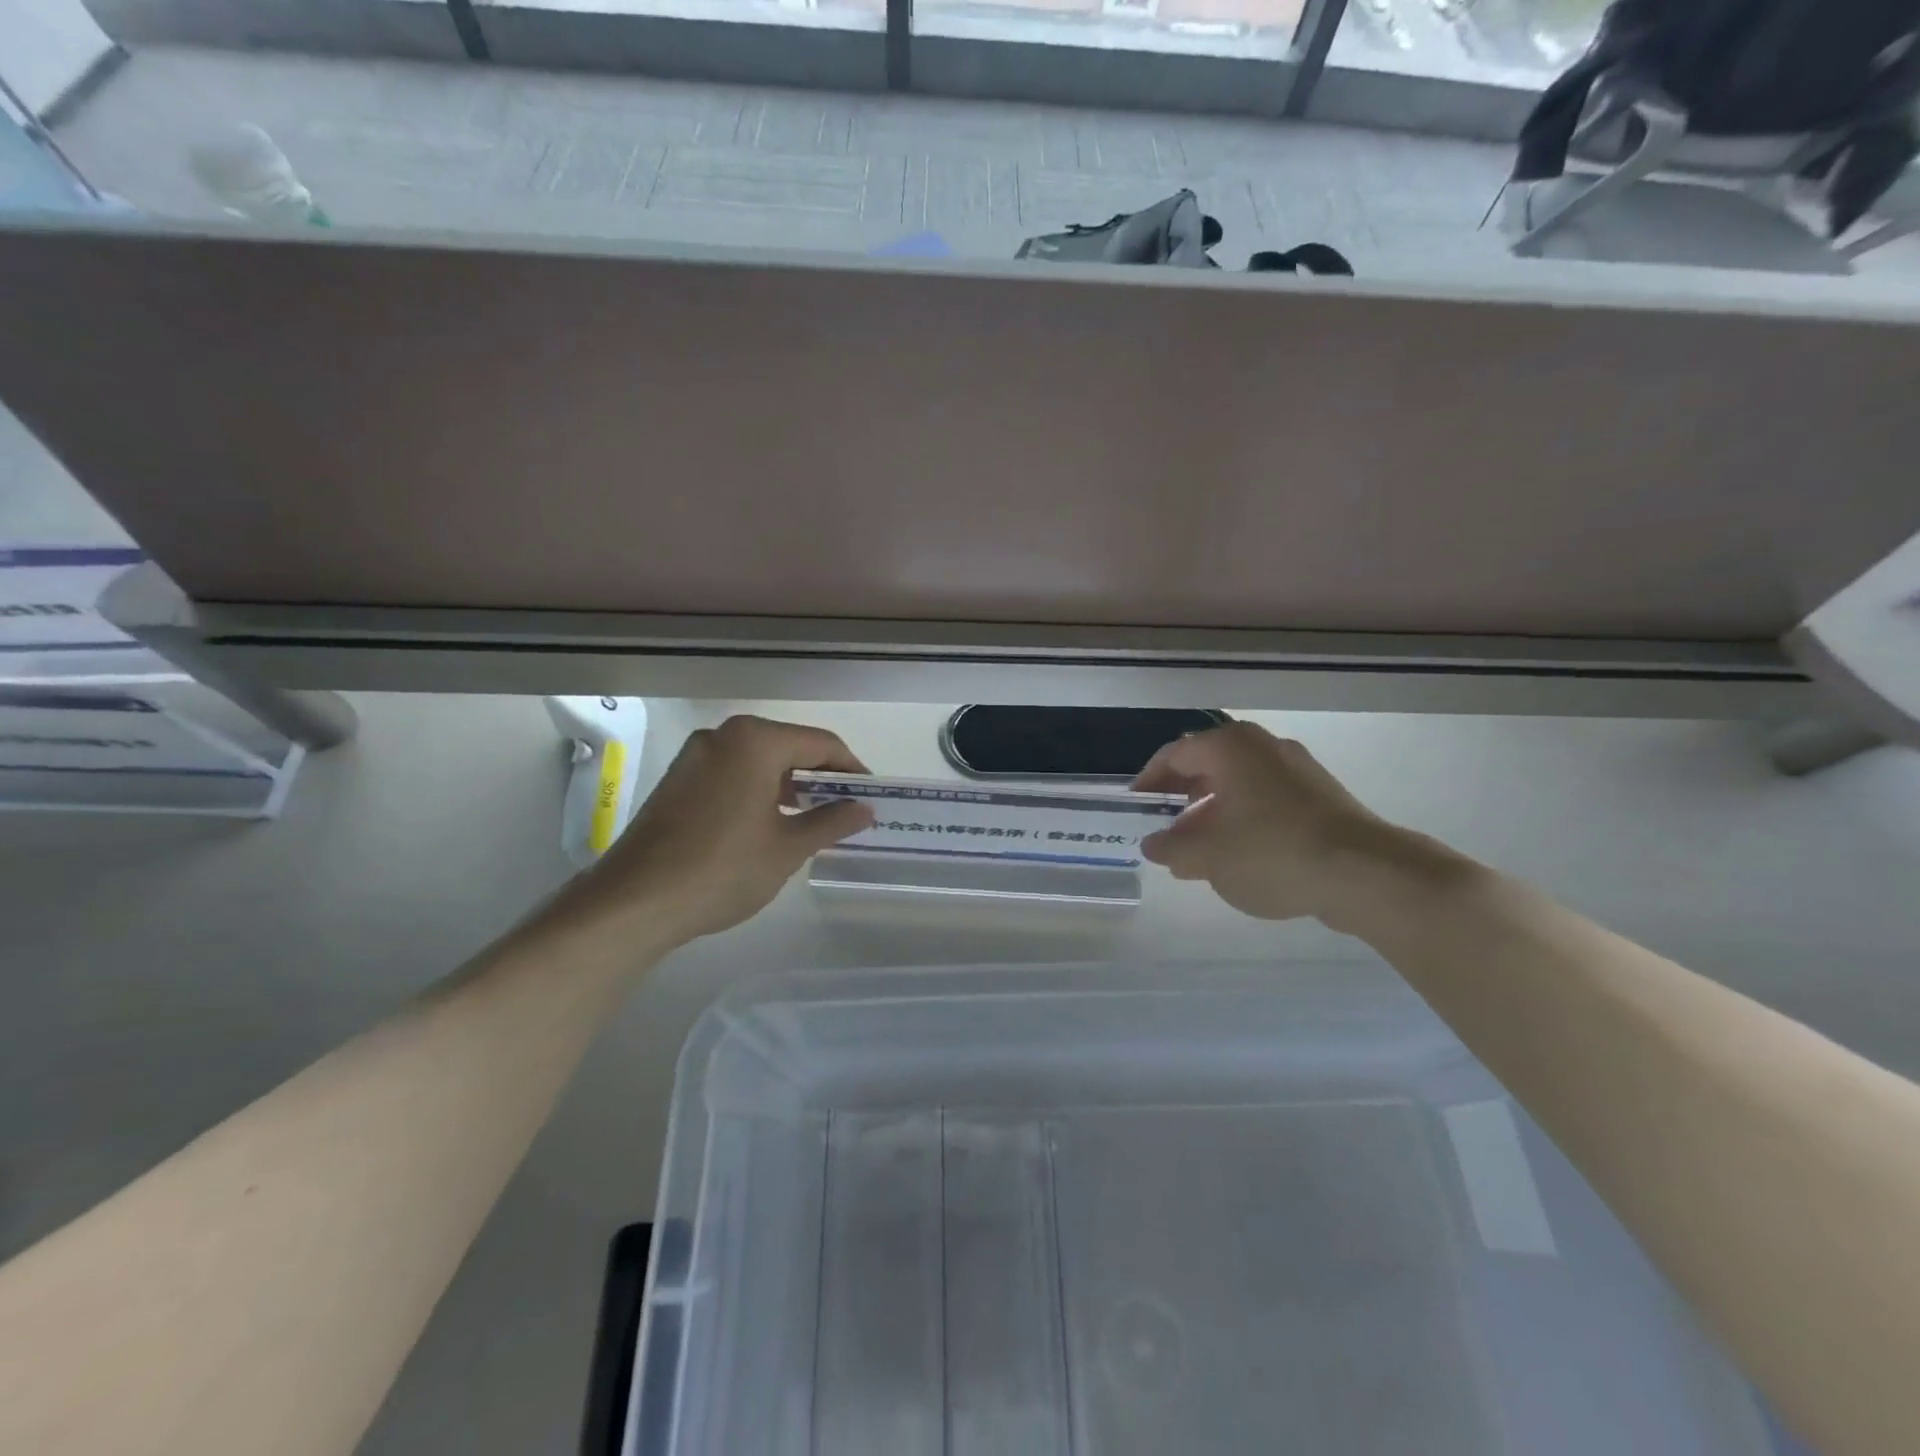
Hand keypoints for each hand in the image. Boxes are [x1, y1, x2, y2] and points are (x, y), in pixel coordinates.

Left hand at [562, 715, 873, 946]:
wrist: (635, 901)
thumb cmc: (723, 868)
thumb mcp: (788, 847)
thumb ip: (832, 821)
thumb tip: (865, 809)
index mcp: (755, 741)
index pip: (821, 744)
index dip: (852, 769)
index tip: (871, 795)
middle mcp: (723, 736)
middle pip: (788, 747)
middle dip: (821, 777)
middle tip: (846, 808)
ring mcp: (695, 756)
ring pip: (759, 761)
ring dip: (790, 785)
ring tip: (813, 819)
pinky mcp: (678, 780)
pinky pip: (733, 773)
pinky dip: (759, 790)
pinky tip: (770, 822)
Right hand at [1133, 722, 1403, 927]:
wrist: (1366, 873)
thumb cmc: (1272, 853)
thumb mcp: (1208, 856)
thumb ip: (1172, 848)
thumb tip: (1154, 844)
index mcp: (1230, 747)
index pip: (1174, 754)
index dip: (1149, 781)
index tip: (1136, 807)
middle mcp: (1263, 746)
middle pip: (1207, 765)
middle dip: (1181, 797)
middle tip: (1163, 827)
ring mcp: (1297, 769)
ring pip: (1238, 784)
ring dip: (1211, 812)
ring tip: (1197, 849)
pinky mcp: (1321, 795)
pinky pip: (1266, 799)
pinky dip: (1243, 819)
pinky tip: (1238, 855)